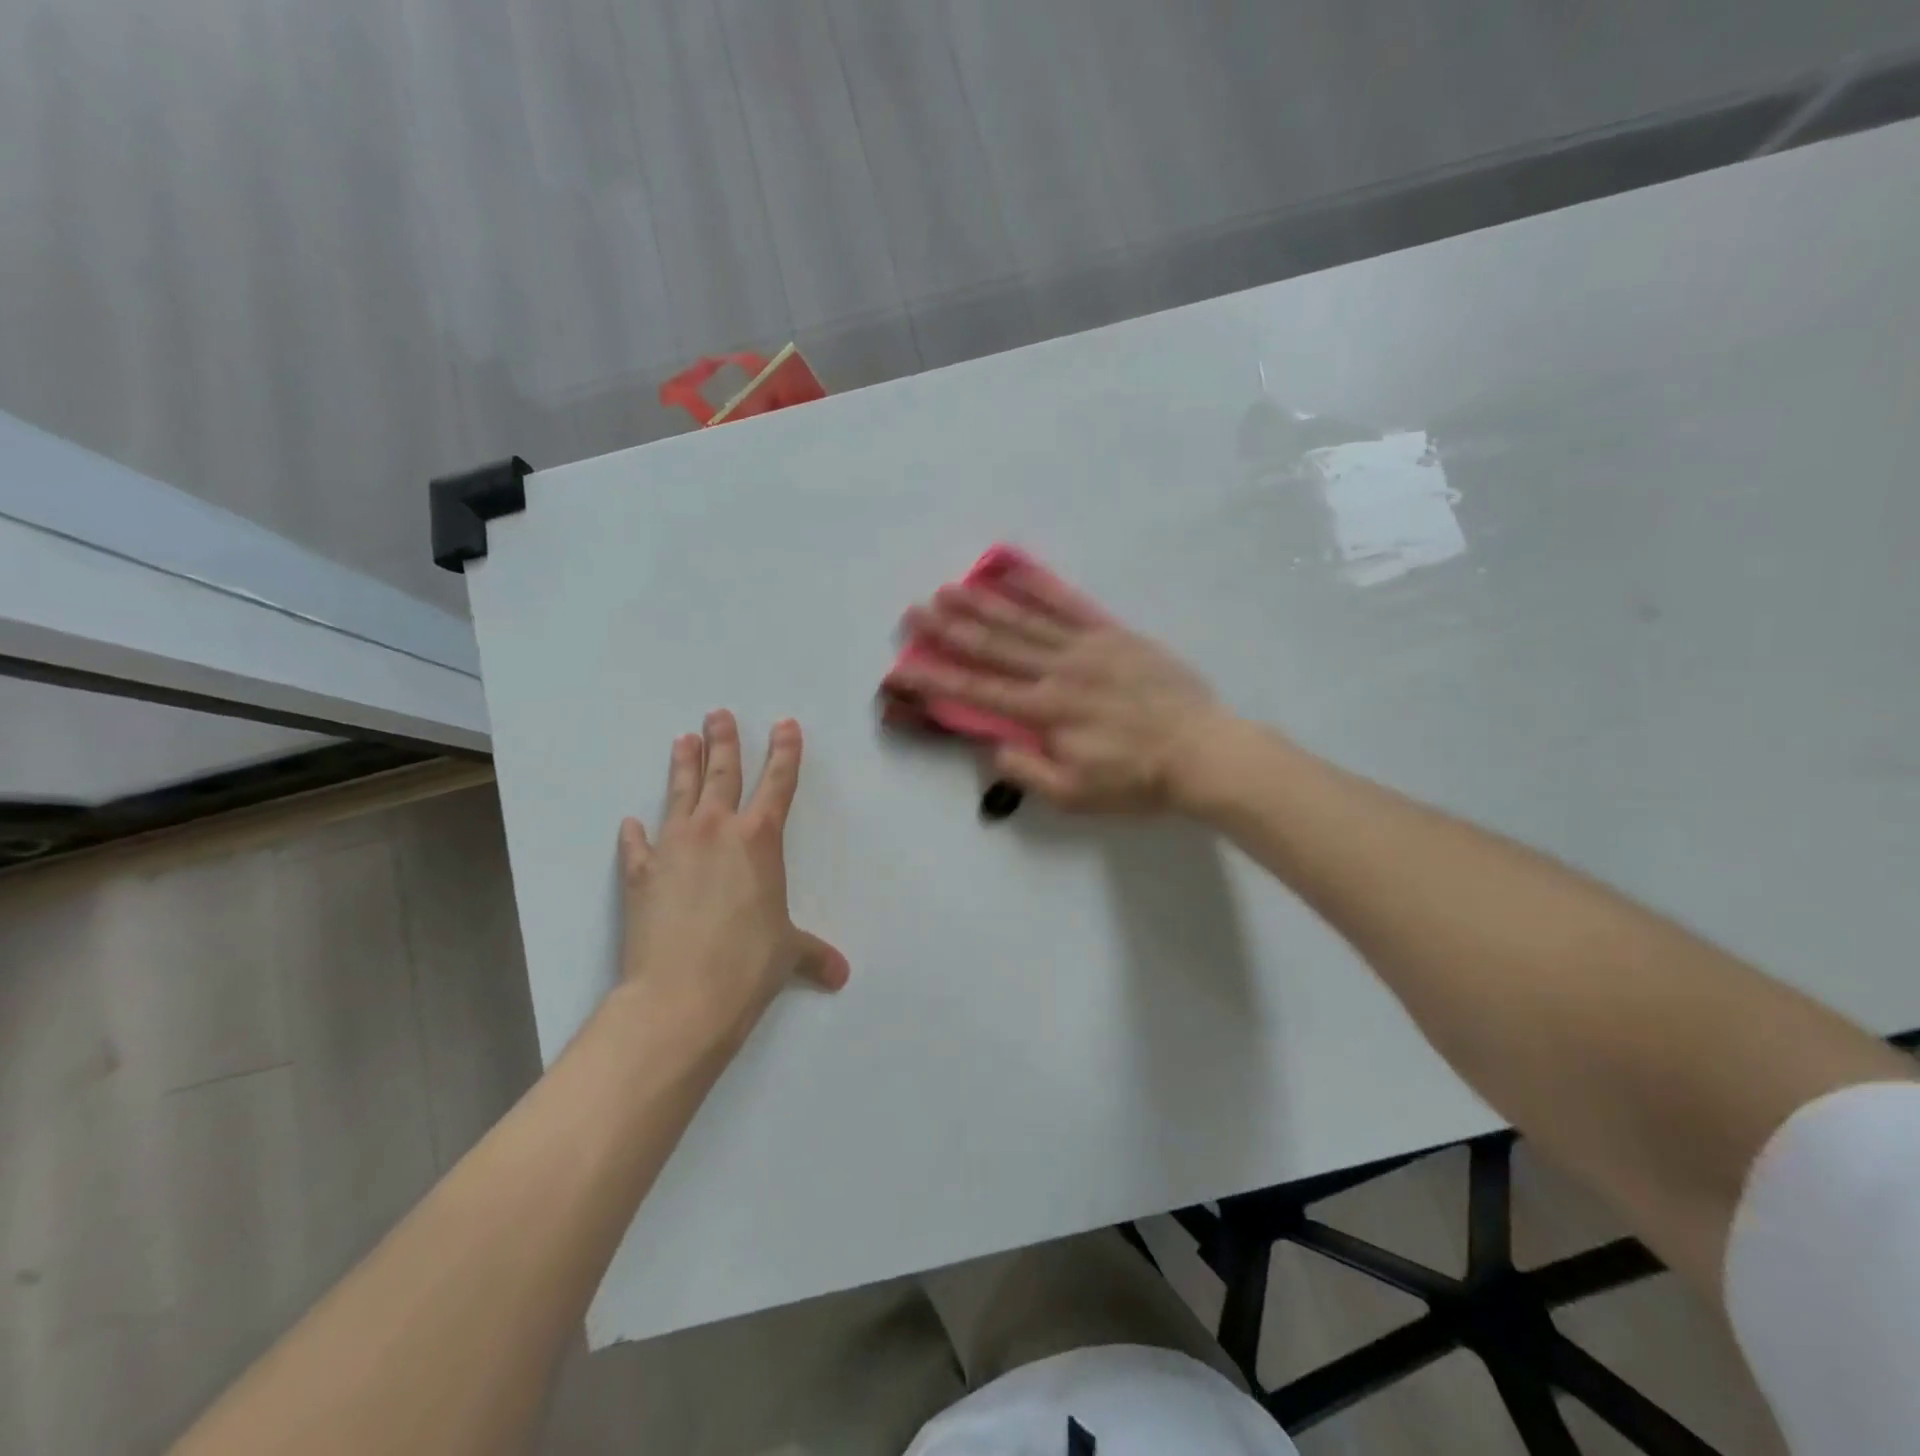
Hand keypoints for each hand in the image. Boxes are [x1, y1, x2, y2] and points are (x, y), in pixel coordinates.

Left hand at [617, 711, 847, 1048]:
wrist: (681, 995)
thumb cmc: (748, 964)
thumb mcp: (788, 953)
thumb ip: (814, 954)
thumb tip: (840, 974)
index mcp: (759, 840)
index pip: (778, 783)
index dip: (785, 752)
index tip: (785, 725)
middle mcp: (716, 831)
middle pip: (722, 774)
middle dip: (724, 742)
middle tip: (718, 714)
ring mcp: (673, 847)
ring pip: (680, 794)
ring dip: (683, 765)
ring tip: (682, 739)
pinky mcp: (639, 873)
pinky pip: (637, 845)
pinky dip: (635, 834)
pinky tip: (631, 823)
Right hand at [884, 568, 1230, 813]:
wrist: (1203, 751)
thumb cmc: (1136, 780)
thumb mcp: (1075, 795)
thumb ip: (1027, 772)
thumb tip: (992, 747)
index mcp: (1045, 712)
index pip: (978, 693)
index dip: (937, 680)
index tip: (903, 668)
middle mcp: (1057, 671)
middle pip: (994, 647)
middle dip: (949, 630)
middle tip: (915, 612)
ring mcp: (1086, 646)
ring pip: (1024, 620)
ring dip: (983, 603)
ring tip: (949, 588)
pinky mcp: (1112, 633)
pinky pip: (1069, 604)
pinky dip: (1039, 585)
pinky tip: (1013, 569)